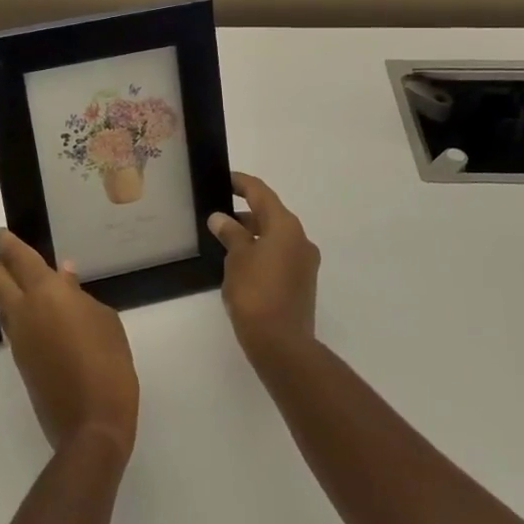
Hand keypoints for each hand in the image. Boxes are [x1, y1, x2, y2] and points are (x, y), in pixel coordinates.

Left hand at [0, 230, 138, 461]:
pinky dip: (17, 311)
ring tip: (27, 283)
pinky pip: (12, 326)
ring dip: (6, 289)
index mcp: (45, 294)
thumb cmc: (107, 363)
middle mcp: (23, 312)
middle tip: (9, 255)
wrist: (91, 425)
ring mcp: (18, 340)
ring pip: (1, 304)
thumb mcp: (104, 320)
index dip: (7, 243)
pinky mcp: (20, 362)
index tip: (1, 232)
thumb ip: (78, 294)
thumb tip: (63, 277)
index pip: (18, 259)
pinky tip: (39, 314)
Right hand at [209, 171, 320, 364]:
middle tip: (218, 212)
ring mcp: (304, 262)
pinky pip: (279, 255)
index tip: (224, 178)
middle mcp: (300, 239)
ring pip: (275, 237)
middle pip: (270, 214)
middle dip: (245, 211)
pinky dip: (261, 251)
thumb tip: (220, 218)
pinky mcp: (302, 283)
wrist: (282, 344)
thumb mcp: (236, 258)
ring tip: (225, 238)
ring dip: (252, 234)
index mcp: (285, 226)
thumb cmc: (256, 293)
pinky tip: (241, 263)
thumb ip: (230, 233)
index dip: (241, 183)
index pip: (261, 193)